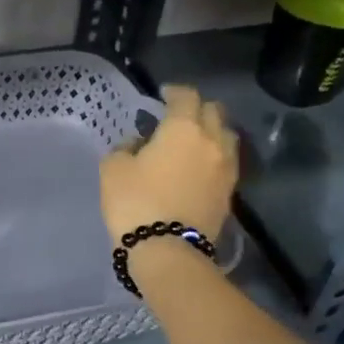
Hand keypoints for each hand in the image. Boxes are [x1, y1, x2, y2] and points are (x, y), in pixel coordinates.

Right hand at [100, 85, 238, 244]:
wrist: (168, 251)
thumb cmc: (135, 203)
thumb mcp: (113, 169)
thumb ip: (125, 148)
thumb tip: (138, 143)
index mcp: (183, 128)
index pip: (186, 96)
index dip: (174, 92)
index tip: (162, 96)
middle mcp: (211, 140)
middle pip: (214, 111)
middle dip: (197, 108)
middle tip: (178, 117)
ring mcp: (226, 167)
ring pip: (226, 136)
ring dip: (211, 132)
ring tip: (192, 142)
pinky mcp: (229, 192)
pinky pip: (226, 162)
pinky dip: (214, 156)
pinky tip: (198, 166)